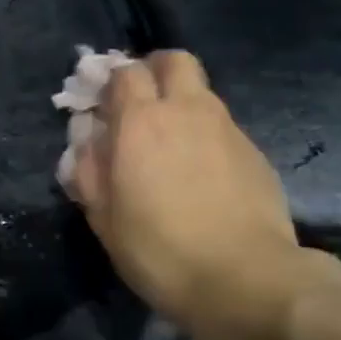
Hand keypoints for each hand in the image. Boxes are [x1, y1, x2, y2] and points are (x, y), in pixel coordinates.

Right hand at [65, 50, 340, 339]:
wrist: (244, 279)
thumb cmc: (159, 250)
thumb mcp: (103, 218)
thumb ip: (88, 170)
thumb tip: (86, 141)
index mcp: (140, 121)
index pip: (125, 72)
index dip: (111, 81)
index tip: (103, 105)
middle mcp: (187, 111)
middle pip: (174, 61)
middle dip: (154, 70)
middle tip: (142, 104)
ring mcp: (227, 128)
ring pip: (202, 92)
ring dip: (182, 103)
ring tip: (172, 144)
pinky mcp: (255, 152)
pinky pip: (223, 127)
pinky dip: (207, 135)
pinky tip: (203, 174)